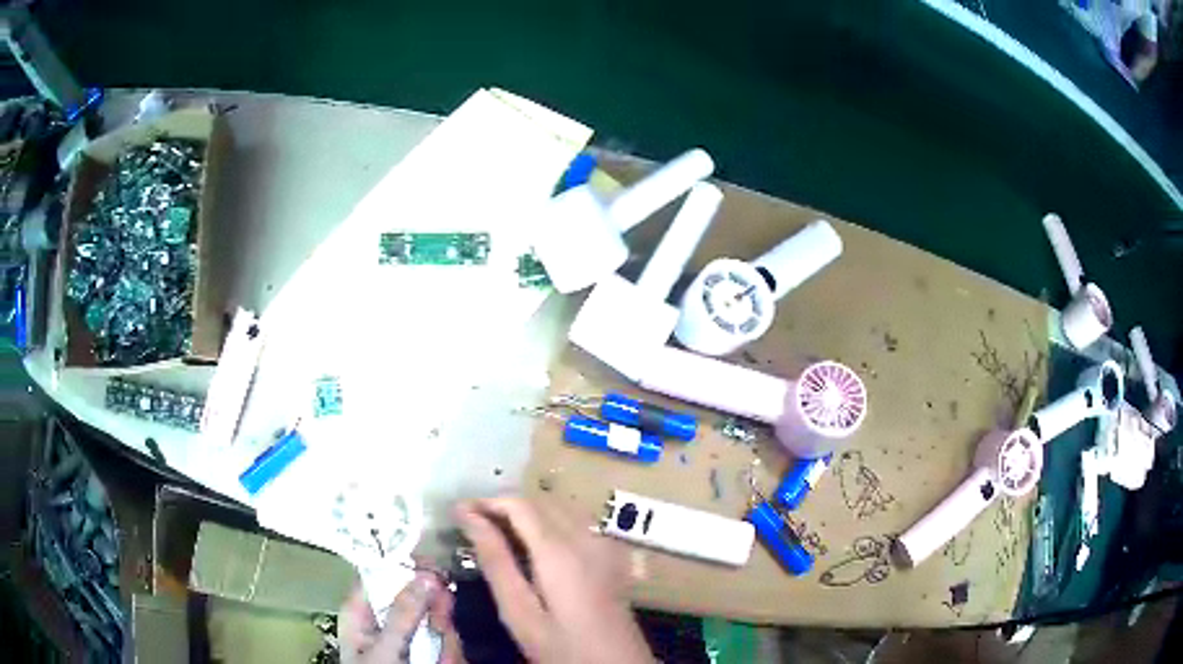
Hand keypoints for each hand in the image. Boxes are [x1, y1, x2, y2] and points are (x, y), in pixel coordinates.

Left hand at [339, 572, 464, 663]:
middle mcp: (385, 620)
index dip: (407, 565)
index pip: (380, 572)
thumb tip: (426, 574)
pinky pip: (447, 643)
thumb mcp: (385, 648)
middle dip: (436, 615)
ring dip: (446, 642)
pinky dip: (450, 655)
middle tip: (442, 627)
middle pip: (419, 597)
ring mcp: (409, 638)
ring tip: (439, 661)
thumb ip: (403, 613)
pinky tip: (445, 663)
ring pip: (438, 622)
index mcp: (361, 611)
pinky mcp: (428, 653)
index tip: (435, 568)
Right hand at [455, 498, 652, 663]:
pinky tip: (535, 548)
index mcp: (560, 550)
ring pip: (560, 509)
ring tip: (496, 535)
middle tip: (472, 525)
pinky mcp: (613, 557)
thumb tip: (468, 517)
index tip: (457, 512)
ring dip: (527, 514)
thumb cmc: (563, 647)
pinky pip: (578, 524)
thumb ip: (496, 562)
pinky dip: (550, 524)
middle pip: (541, 502)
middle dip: (504, 506)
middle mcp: (587, 537)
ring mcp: (605, 545)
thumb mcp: (520, 612)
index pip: (519, 504)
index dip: (486, 501)